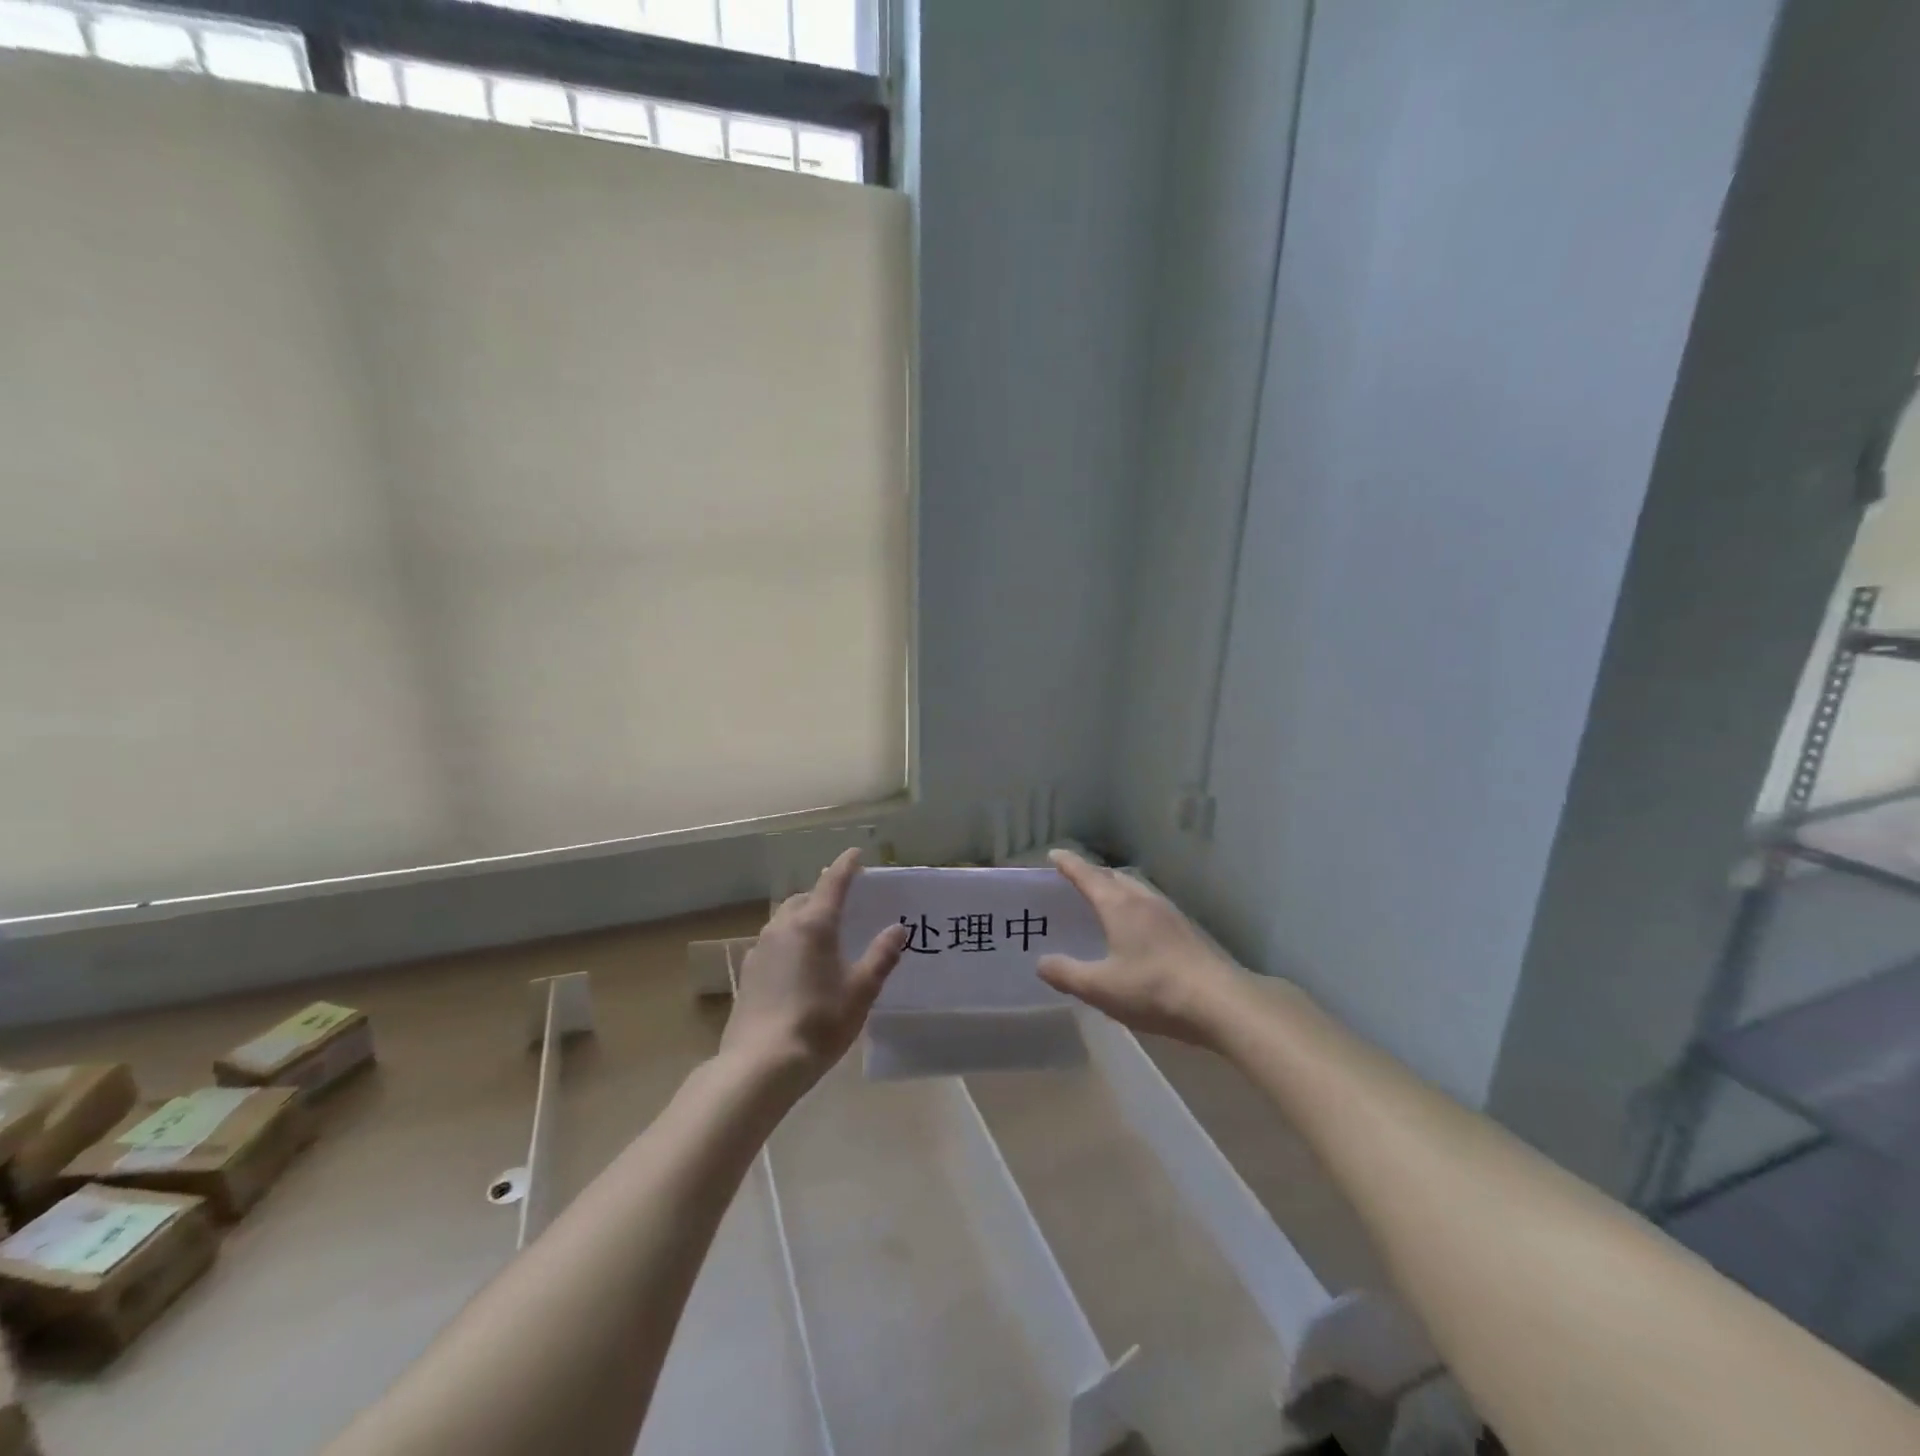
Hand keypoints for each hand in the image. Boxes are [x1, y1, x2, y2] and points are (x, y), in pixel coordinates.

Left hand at [720, 849, 907, 1086]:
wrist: (761, 1064)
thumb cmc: (819, 1022)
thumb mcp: (861, 991)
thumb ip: (881, 956)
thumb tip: (897, 929)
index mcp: (814, 924)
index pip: (833, 882)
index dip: (847, 866)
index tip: (856, 854)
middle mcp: (783, 927)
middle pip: (805, 898)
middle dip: (823, 894)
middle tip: (843, 903)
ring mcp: (760, 948)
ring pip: (784, 919)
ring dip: (803, 916)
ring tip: (821, 934)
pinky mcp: (748, 972)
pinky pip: (772, 942)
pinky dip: (788, 941)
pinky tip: (796, 965)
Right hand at [1037, 849, 1249, 1047]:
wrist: (1221, 1004)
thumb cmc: (1154, 990)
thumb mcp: (1101, 988)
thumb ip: (1067, 973)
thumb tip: (1041, 962)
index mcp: (1119, 906)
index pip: (1087, 875)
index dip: (1069, 864)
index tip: (1054, 853)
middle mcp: (1144, 900)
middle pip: (1114, 877)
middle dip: (1093, 875)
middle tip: (1076, 881)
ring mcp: (1170, 913)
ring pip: (1137, 889)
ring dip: (1117, 889)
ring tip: (1105, 902)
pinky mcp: (1188, 930)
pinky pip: (1152, 906)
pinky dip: (1135, 906)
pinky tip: (1138, 929)